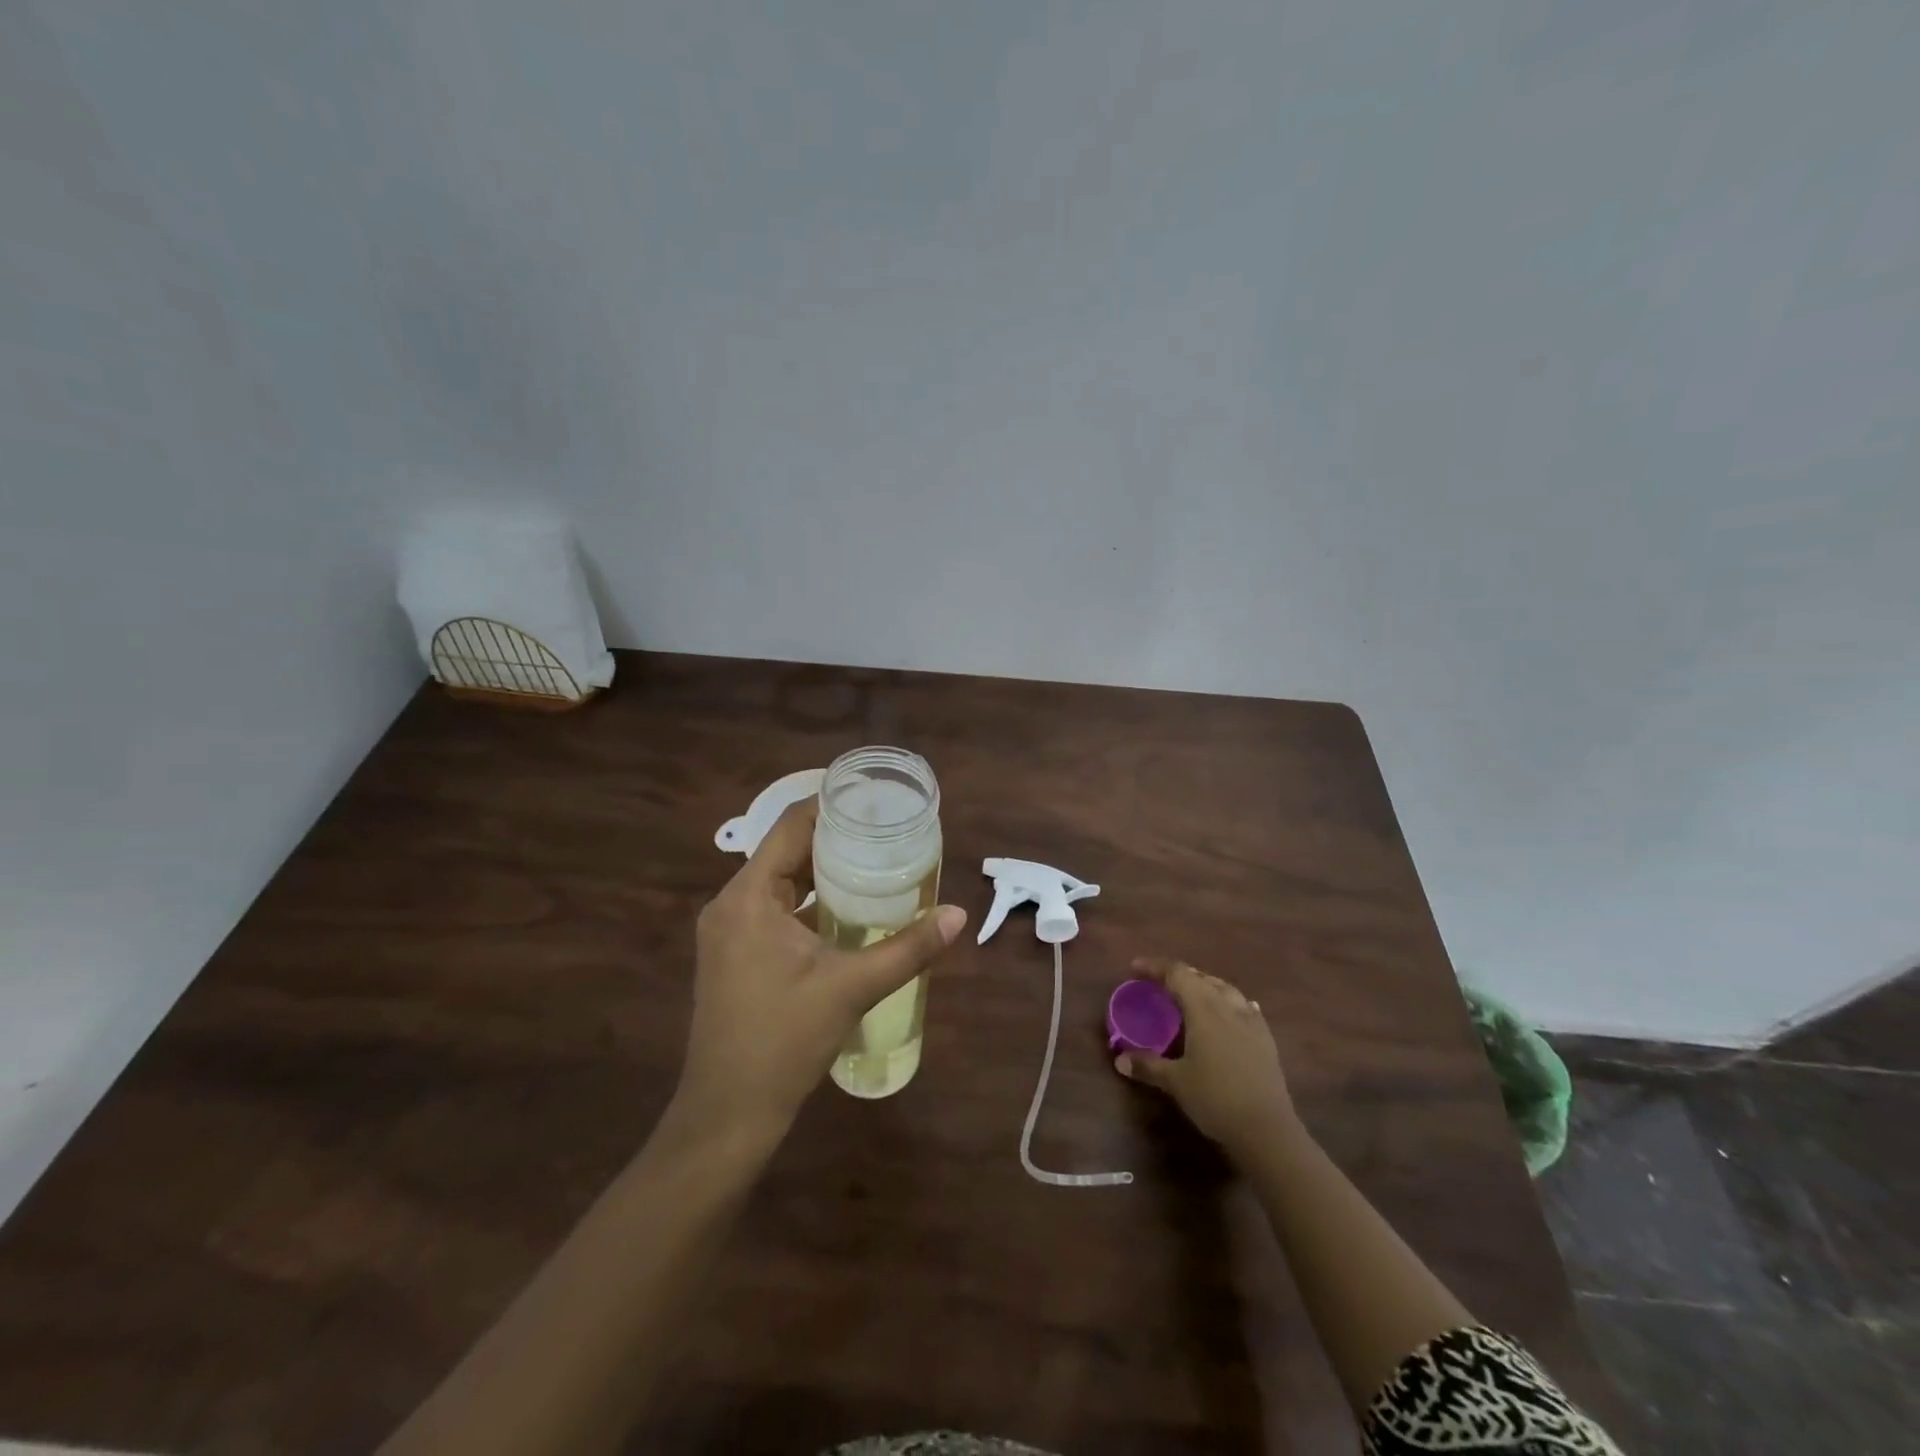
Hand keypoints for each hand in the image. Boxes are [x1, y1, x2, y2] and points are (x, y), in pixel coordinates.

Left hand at [679, 798, 966, 1138]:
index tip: (870, 796)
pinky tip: (847, 908)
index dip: (828, 805)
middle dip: (833, 837)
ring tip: (874, 859)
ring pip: (780, 882)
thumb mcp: (851, 988)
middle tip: (885, 828)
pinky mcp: (734, 954)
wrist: (727, 1113)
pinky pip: (774, 908)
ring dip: (822, 870)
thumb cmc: (783, 1041)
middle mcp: (731, 904)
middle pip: (785, 851)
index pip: (790, 827)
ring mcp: (728, 931)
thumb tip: (958, 915)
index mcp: (748, 898)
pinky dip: (808, 900)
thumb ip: (907, 948)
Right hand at [1115, 958, 1298, 1159]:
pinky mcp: (1266, 1039)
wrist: (1268, 1130)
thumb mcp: (1175, 1082)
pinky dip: (1229, 1002)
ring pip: (1225, 989)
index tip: (1134, 968)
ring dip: (1204, 985)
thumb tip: (1119, 1060)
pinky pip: (1245, 1006)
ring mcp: (1251, 1021)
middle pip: (1201, 977)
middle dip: (1178, 975)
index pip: (1177, 974)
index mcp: (1204, 1009)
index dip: (1154, 967)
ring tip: (1191, 994)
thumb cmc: (1216, 1099)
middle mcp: (1228, 1007)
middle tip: (1158, 983)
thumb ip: (1147, 1066)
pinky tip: (1229, 1012)